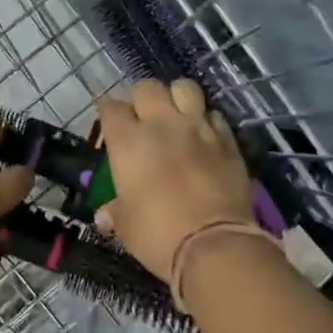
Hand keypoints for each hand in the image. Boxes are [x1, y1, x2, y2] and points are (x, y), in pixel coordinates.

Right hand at [97, 79, 253, 281]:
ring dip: (177, 97)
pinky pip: (215, 115)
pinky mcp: (227, 141)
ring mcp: (198, 129)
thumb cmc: (158, 234)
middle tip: (142, 117)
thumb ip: (115, 212)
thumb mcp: (126, 226)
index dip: (108, 112)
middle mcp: (161, 124)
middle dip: (142, 98)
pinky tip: (204, 135)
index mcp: (128, 141)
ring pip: (185, 88)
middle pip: (147, 87)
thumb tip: (104, 215)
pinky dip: (206, 120)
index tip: (109, 123)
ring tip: (175, 115)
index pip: (111, 108)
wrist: (214, 245)